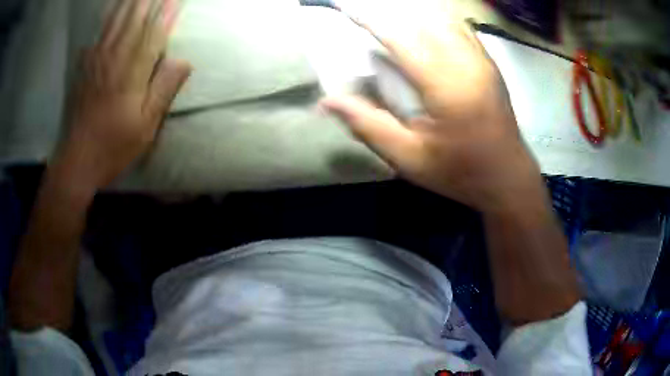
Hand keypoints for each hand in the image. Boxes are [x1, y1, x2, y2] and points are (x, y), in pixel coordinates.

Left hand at [56, 0, 190, 189]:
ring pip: (116, 20)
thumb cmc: (114, 146)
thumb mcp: (146, 127)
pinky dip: (107, 15)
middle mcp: (114, 58)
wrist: (77, 160)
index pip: (154, 32)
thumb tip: (184, 60)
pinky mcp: (85, 66)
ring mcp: (97, 60)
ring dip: (129, 1)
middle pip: (135, 19)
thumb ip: (163, 90)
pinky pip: (98, 32)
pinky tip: (112, 5)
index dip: (168, 12)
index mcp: (132, 72)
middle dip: (148, 0)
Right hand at [321, 18, 541, 212]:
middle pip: (422, 18)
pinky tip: (421, 22)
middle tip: (363, 9)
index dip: (369, 19)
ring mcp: (482, 59)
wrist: (508, 178)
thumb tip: (328, 102)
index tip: (344, 6)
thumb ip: (369, 126)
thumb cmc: (460, 172)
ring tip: (388, 13)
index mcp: (447, 87)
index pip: (401, 38)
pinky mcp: (489, 63)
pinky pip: (459, 26)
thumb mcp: (410, 159)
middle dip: (388, 9)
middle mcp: (467, 63)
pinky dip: (435, 18)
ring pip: (443, 17)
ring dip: (412, 11)